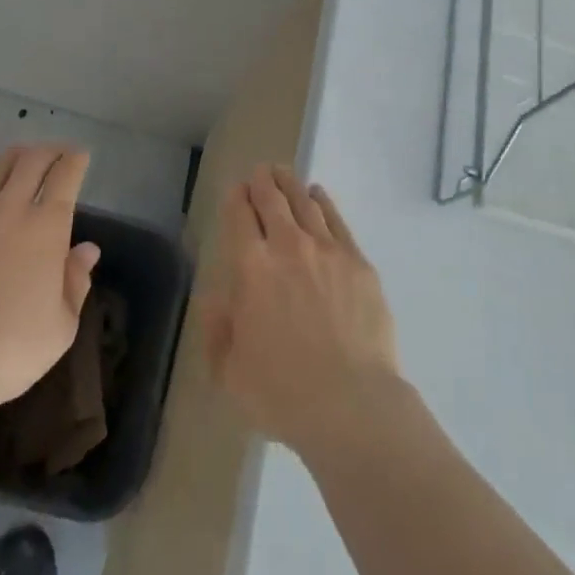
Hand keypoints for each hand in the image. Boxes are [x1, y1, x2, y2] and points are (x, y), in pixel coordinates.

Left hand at [0, 143, 99, 420]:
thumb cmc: (9, 352)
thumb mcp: (61, 326)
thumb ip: (76, 282)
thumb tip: (87, 249)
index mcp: (47, 228)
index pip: (66, 175)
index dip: (76, 160)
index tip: (80, 157)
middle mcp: (10, 208)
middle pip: (32, 159)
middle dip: (49, 151)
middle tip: (55, 154)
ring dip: (15, 156)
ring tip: (20, 160)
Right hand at [204, 165, 402, 457]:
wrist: (350, 404)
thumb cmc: (282, 394)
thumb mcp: (230, 373)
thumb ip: (218, 330)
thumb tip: (217, 298)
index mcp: (251, 268)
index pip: (240, 217)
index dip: (236, 198)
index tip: (237, 189)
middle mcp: (287, 246)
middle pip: (272, 200)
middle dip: (263, 182)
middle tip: (261, 171)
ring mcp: (326, 250)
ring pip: (305, 203)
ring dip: (291, 185)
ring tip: (285, 174)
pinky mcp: (357, 262)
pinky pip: (337, 220)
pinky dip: (324, 202)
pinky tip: (319, 195)